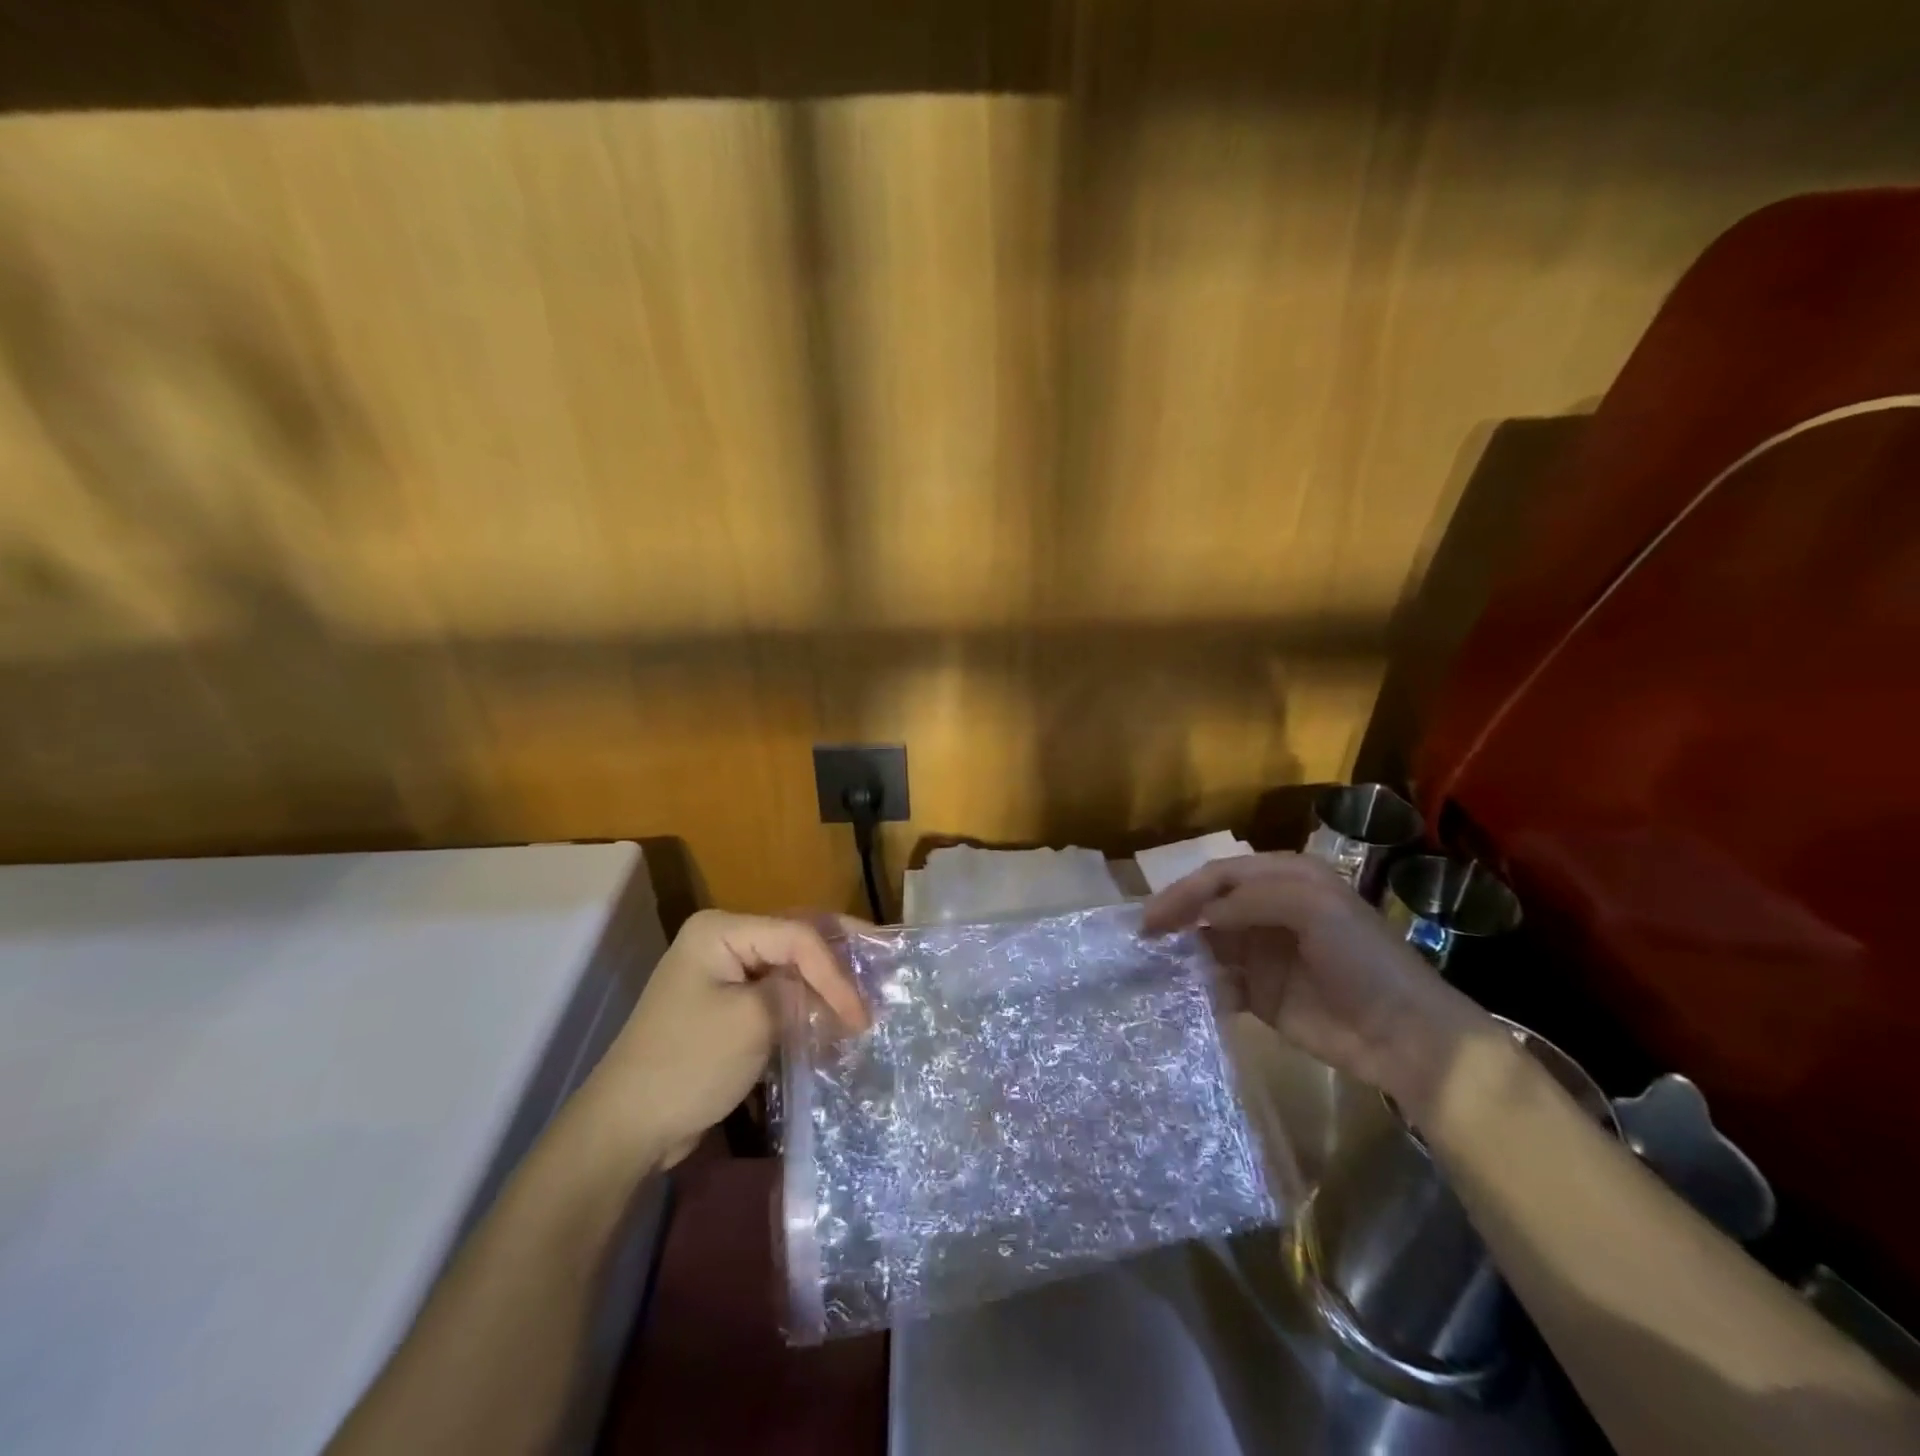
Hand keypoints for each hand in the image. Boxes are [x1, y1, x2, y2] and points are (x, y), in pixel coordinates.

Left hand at [587, 910, 869, 1169]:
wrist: (627, 1127)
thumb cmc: (689, 1064)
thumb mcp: (753, 1022)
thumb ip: (800, 994)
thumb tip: (833, 993)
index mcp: (721, 929)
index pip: (797, 936)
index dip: (835, 972)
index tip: (862, 1016)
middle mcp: (723, 939)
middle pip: (796, 939)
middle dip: (839, 959)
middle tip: (883, 970)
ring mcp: (724, 972)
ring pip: (790, 965)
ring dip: (826, 982)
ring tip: (866, 994)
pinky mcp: (728, 1004)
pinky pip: (777, 991)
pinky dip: (806, 1002)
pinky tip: (834, 1015)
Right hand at [1143, 852, 1488, 1116]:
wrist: (1407, 1036)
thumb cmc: (1362, 959)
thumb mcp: (1313, 908)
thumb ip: (1251, 900)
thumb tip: (1202, 915)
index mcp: (1285, 879)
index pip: (1221, 875)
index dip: (1186, 890)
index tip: (1154, 915)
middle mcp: (1269, 911)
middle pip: (1209, 906)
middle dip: (1177, 918)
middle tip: (1144, 937)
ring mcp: (1263, 954)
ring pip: (1209, 944)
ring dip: (1183, 952)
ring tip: (1153, 965)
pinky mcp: (1261, 995)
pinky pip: (1219, 984)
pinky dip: (1200, 987)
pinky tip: (1185, 995)